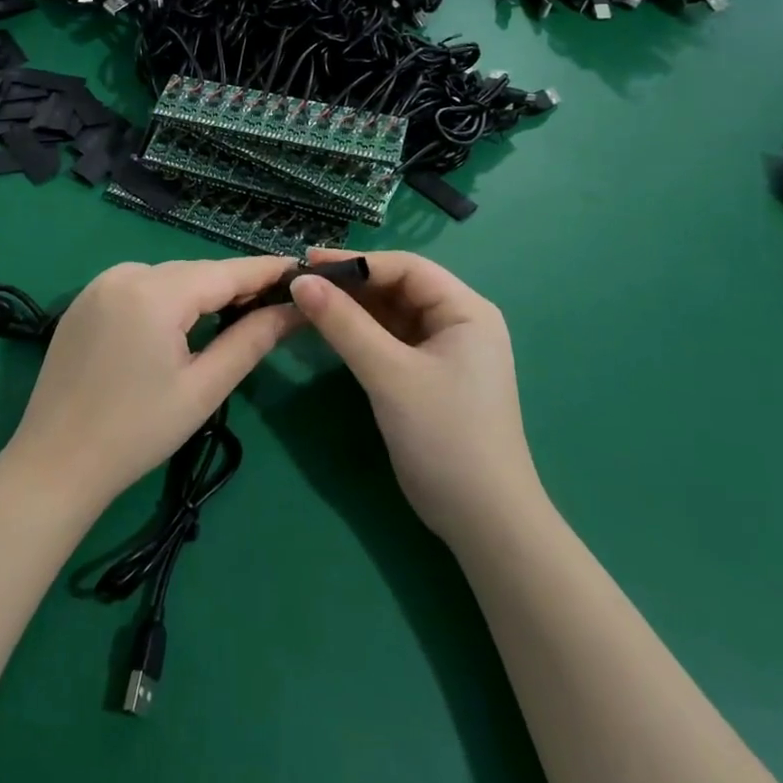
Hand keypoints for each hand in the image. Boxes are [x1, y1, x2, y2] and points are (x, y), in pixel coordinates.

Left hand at [4, 257, 301, 512]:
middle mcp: (125, 274)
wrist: (54, 464)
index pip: (226, 272)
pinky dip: (168, 299)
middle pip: (196, 272)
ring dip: (201, 294)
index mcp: (154, 292)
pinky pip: (140, 287)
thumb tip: (294, 310)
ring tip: (235, 316)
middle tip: (275, 305)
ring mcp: (99, 285)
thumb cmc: (137, 432)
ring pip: (168, 278)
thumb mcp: (203, 388)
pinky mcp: (84, 302)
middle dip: (235, 286)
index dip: (266, 271)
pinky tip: (182, 325)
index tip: (301, 271)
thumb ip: (251, 340)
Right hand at [291, 250, 541, 549]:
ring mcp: (445, 352)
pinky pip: (391, 342)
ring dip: (353, 310)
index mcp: (466, 310)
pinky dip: (361, 335)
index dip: (355, 261)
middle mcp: (459, 323)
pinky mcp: (429, 377)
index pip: (405, 268)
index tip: (307, 262)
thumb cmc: (444, 435)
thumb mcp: (389, 374)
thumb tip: (300, 281)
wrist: (483, 520)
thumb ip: (344, 324)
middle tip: (301, 284)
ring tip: (308, 303)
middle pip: (398, 288)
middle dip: (351, 285)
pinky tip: (331, 332)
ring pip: (392, 315)